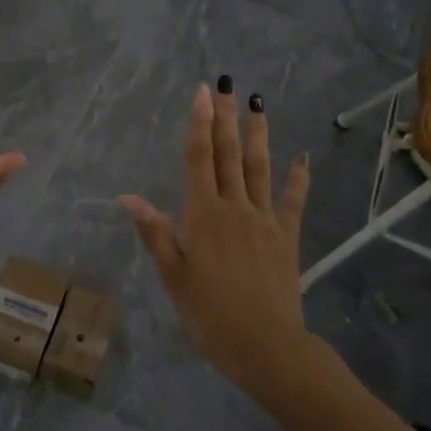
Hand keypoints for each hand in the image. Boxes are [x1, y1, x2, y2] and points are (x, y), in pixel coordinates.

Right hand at [121, 82, 310, 391]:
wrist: (265, 345)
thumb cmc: (209, 313)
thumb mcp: (173, 275)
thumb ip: (154, 232)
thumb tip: (127, 197)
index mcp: (202, 215)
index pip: (199, 159)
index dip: (199, 124)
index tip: (202, 93)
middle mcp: (234, 207)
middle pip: (229, 155)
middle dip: (225, 118)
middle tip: (226, 85)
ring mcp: (264, 220)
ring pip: (259, 168)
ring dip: (258, 135)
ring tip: (258, 104)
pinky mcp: (287, 236)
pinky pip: (293, 201)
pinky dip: (298, 178)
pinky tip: (302, 157)